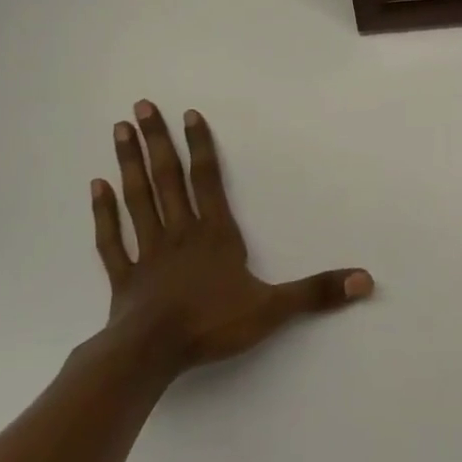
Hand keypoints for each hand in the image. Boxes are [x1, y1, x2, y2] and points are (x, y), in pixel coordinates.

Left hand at [91, 101, 372, 373]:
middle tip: (141, 106)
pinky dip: (104, 212)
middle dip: (156, 141)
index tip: (188, 113)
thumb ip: (316, 292)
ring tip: (118, 130)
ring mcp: (147, 252)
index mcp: (214, 234)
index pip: (207, 180)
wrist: (153, 355)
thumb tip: (365, 281)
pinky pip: (111, 238)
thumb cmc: (212, 324)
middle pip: (166, 178)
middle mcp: (179, 232)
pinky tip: (96, 187)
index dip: (200, 146)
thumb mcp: (273, 308)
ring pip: (137, 198)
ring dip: (129, 163)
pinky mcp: (124, 276)